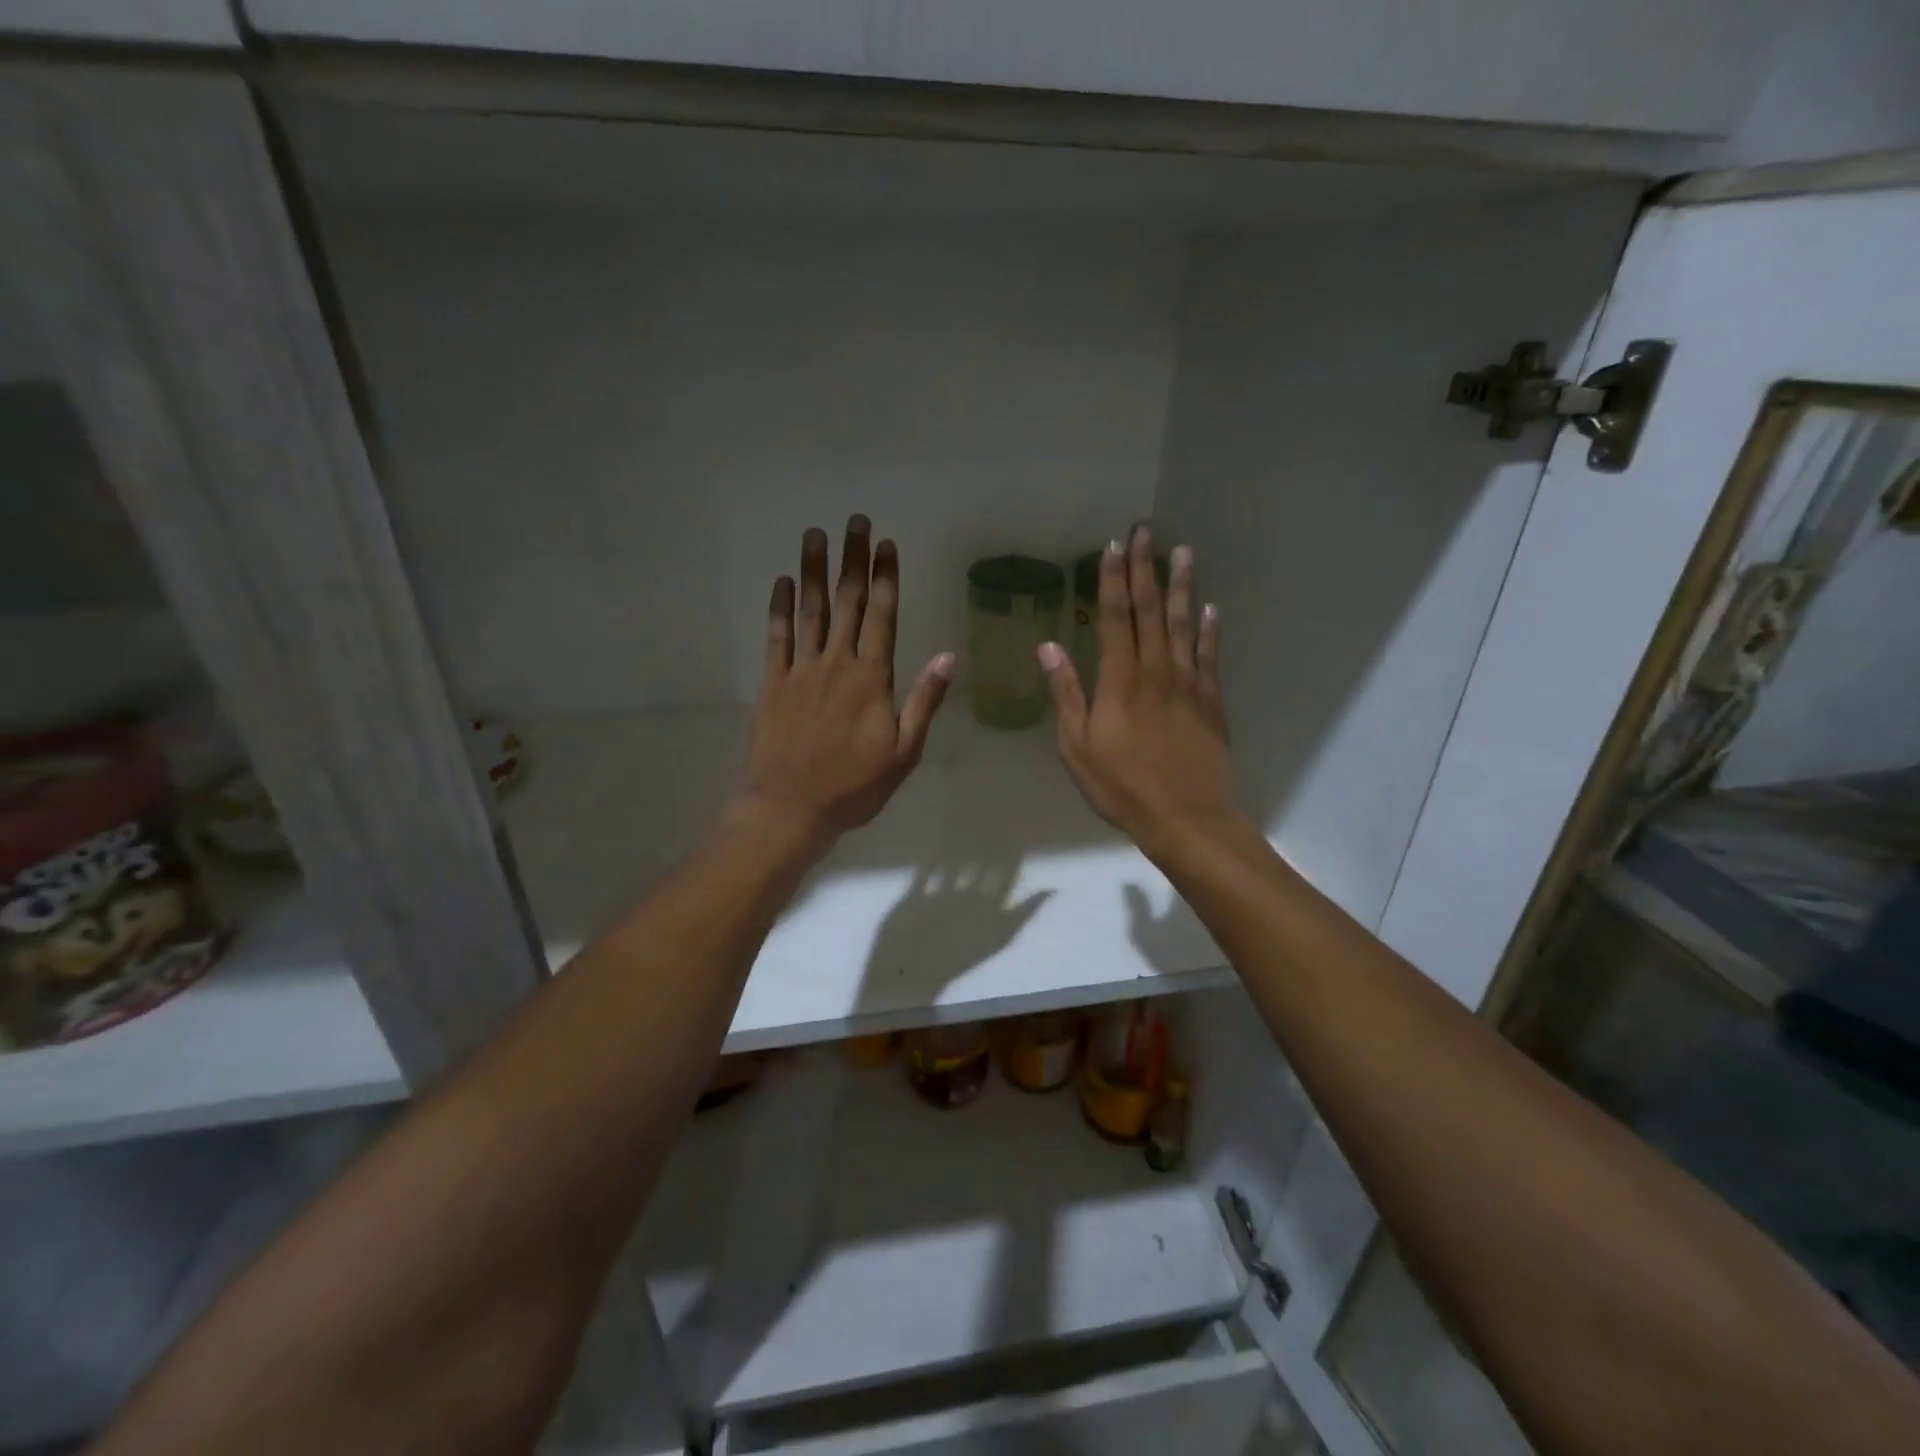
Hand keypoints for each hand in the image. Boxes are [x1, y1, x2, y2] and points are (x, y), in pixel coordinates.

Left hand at [731, 516, 954, 850]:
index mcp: (872, 679)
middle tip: (855, 521)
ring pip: (811, 611)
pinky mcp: (773, 684)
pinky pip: (777, 637)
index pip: (881, 616)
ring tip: (816, 535)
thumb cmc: (854, 786)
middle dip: (852, 560)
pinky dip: (780, 608)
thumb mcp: (904, 752)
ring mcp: (801, 671)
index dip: (884, 578)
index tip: (886, 545)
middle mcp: (836, 664)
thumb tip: (948, 656)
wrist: (790, 809)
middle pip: (846, 603)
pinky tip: (783, 582)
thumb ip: (924, 701)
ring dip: (814, 571)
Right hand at [1038, 526, 1240, 859]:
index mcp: (1120, 681)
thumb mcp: (1077, 747)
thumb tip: (1048, 647)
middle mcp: (1156, 671)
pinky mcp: (1211, 702)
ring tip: (1183, 553)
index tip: (1113, 547)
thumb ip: (1066, 694)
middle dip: (1146, 569)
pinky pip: (1209, 656)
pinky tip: (1209, 609)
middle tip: (1145, 532)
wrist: (1186, 818)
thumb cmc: (1122, 787)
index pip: (1116, 618)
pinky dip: (1208, 629)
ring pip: (1183, 624)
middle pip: (1150, 611)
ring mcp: (1189, 684)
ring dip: (1182, 587)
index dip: (1113, 581)